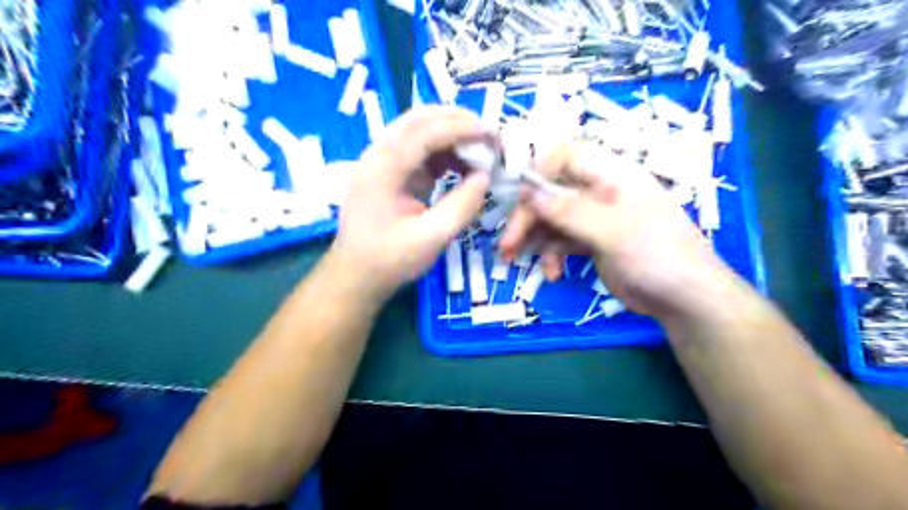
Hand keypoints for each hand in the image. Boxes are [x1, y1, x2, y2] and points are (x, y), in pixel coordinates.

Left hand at [332, 106, 492, 300]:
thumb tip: (485, 177)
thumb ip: (461, 206)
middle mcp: (377, 155)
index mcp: (382, 169)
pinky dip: (441, 151)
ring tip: (478, 153)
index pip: (424, 132)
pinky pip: (417, 149)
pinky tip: (458, 167)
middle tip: (488, 136)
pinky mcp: (387, 172)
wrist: (356, 276)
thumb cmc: (390, 260)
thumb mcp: (431, 238)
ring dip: (450, 134)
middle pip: (418, 119)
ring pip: (417, 130)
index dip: (461, 128)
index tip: (492, 135)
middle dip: (456, 121)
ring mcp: (380, 161)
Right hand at [499, 139, 732, 317]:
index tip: (519, 198)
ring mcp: (594, 218)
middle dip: (527, 218)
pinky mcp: (591, 242)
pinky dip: (551, 255)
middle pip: (551, 193)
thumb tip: (528, 192)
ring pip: (551, 219)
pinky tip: (552, 273)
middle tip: (507, 245)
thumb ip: (569, 211)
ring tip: (514, 260)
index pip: (565, 156)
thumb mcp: (612, 231)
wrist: (684, 299)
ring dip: (532, 239)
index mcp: (611, 175)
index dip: (538, 171)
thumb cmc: (657, 255)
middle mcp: (599, 191)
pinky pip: (560, 241)